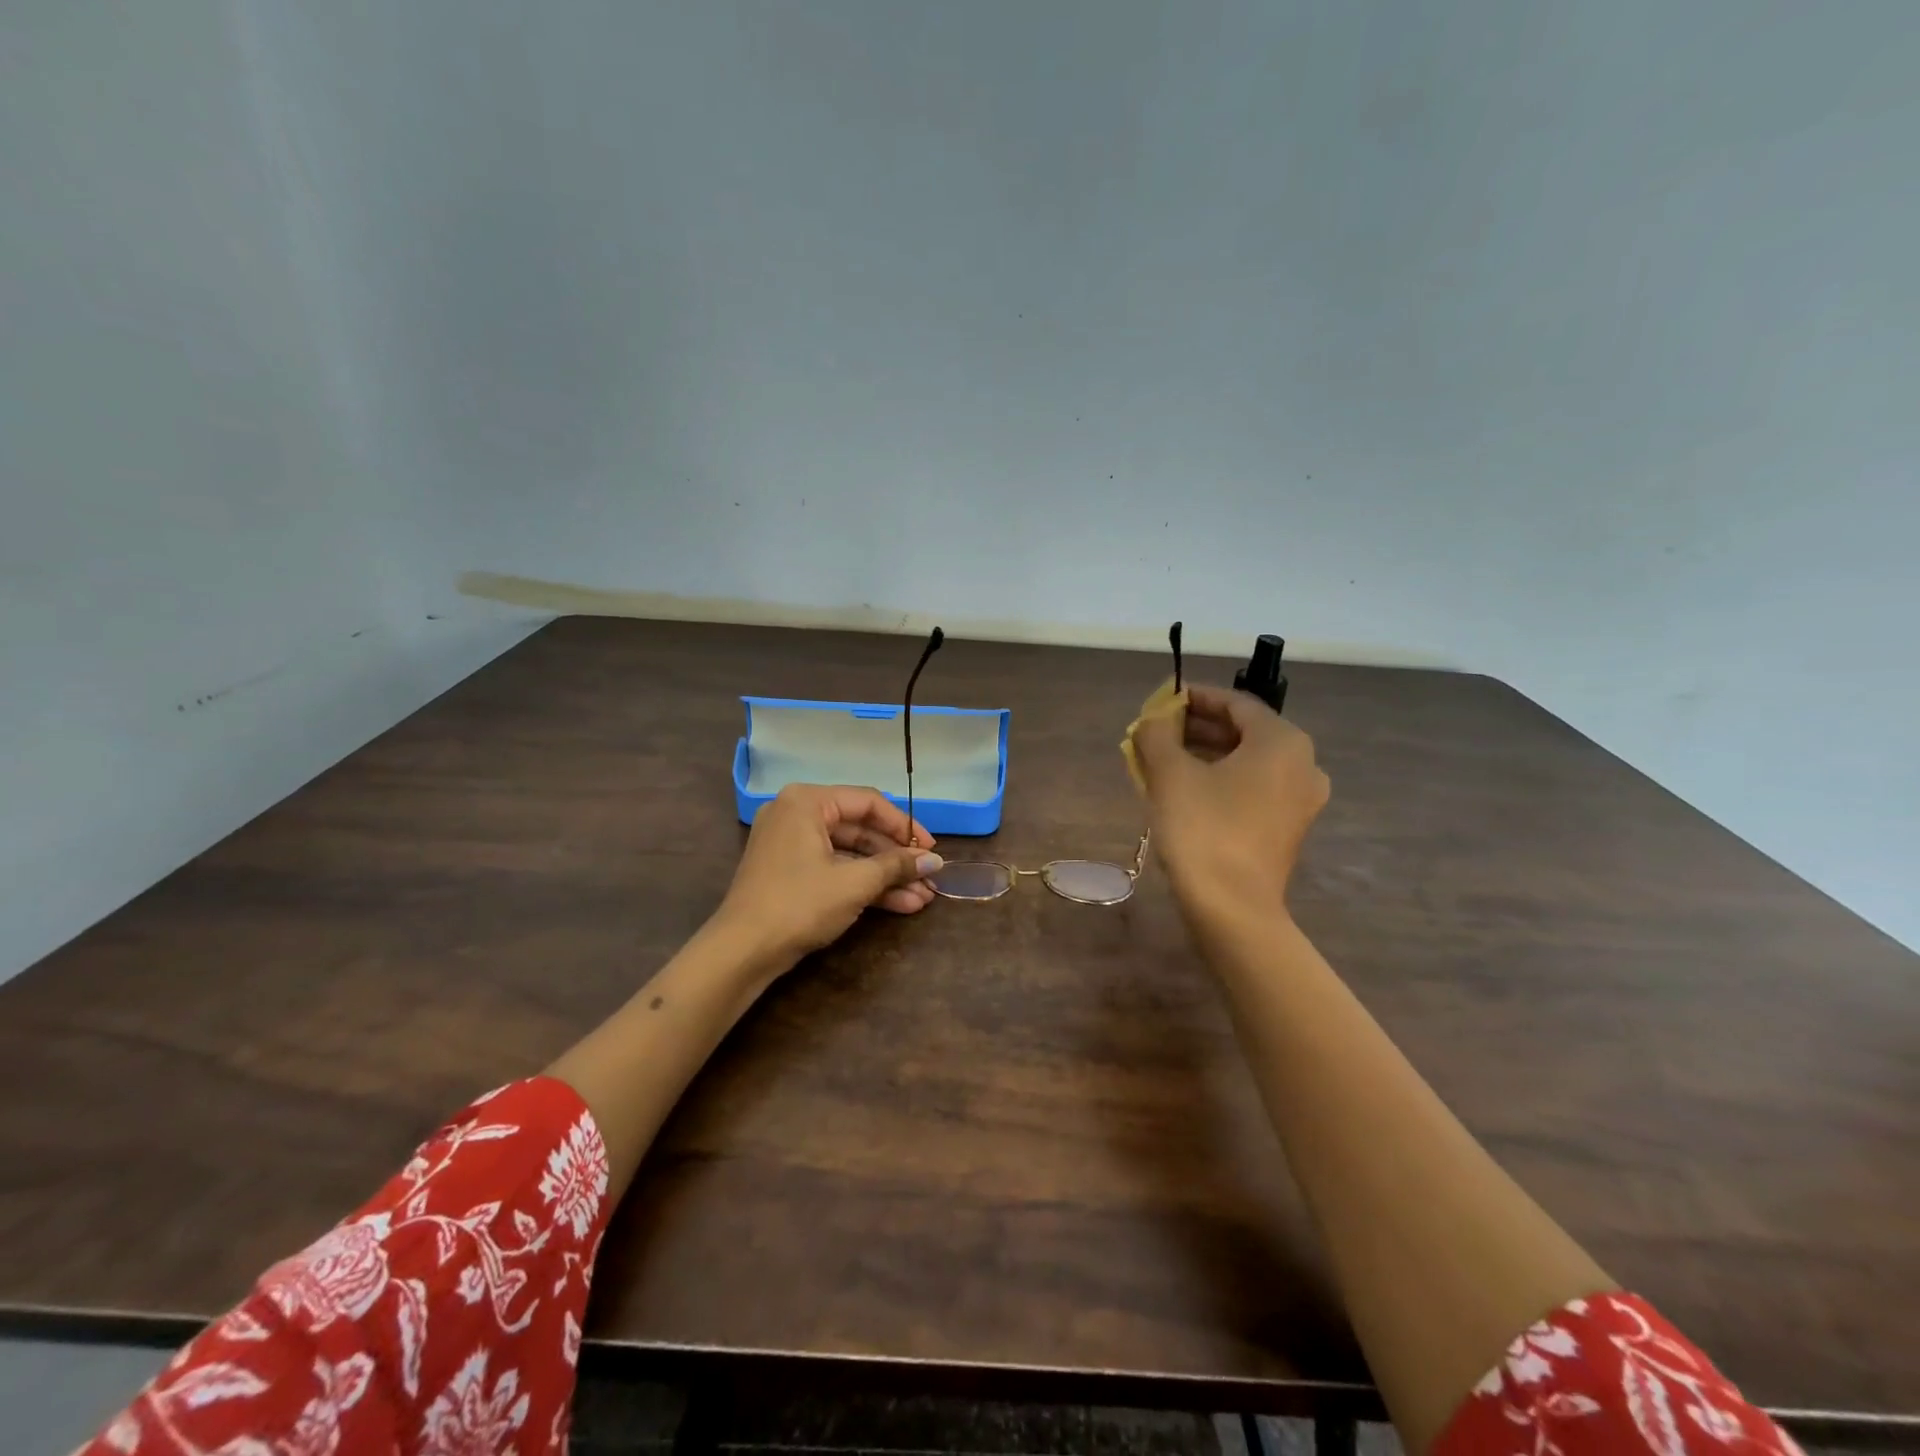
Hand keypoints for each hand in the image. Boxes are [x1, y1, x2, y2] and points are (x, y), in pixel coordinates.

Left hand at [714, 784, 944, 967]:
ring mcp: (791, 844)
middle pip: (859, 828)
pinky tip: (899, 904)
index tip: (931, 849)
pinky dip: (863, 885)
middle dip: (896, 858)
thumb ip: (896, 866)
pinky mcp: (790, 872)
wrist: (741, 952)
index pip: (868, 802)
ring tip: (922, 897)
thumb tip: (935, 861)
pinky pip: (834, 868)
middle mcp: (796, 814)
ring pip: (849, 853)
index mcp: (806, 802)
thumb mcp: (854, 883)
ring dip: (885, 876)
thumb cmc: (799, 904)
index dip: (904, 826)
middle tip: (928, 877)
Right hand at [1131, 686, 1329, 921]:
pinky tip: (1185, 791)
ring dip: (1206, 755)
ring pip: (1247, 763)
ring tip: (1163, 760)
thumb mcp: (1170, 773)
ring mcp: (1299, 801)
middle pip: (1244, 732)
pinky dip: (1221, 781)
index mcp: (1282, 742)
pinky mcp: (1288, 829)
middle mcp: (1302, 765)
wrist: (1232, 908)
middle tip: (1158, 732)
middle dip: (1198, 728)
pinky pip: (1253, 789)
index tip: (1162, 702)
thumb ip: (1157, 735)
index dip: (1195, 698)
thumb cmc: (1203, 830)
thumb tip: (1153, 720)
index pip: (1235, 704)